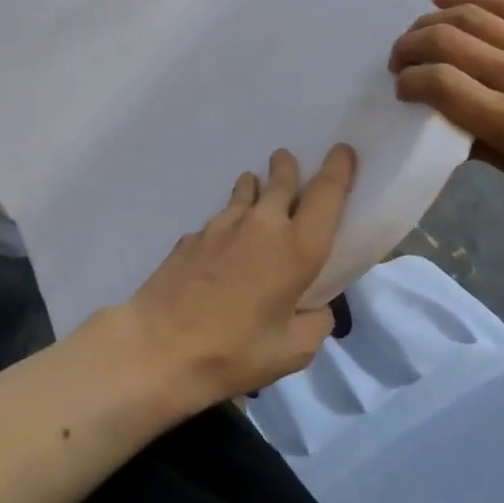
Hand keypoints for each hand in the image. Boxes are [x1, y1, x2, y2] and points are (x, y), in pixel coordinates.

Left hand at [113, 144, 356, 406]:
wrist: (160, 345)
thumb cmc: (235, 351)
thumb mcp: (293, 350)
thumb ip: (315, 322)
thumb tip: (313, 306)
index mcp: (297, 248)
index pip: (327, 194)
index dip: (339, 169)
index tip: (343, 151)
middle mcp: (261, 225)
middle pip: (282, 181)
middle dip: (288, 168)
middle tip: (287, 161)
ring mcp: (221, 226)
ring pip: (245, 191)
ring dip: (255, 187)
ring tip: (256, 188)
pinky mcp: (191, 236)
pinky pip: (219, 220)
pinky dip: (229, 223)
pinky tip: (222, 245)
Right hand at [388, 0, 503, 196]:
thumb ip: (481, 147)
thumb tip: (446, 124)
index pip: (438, 84)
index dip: (408, 83)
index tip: (403, 91)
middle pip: (443, 41)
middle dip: (407, 47)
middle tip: (400, 61)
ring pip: (466, 16)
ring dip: (429, 22)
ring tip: (418, 34)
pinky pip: (503, 2)